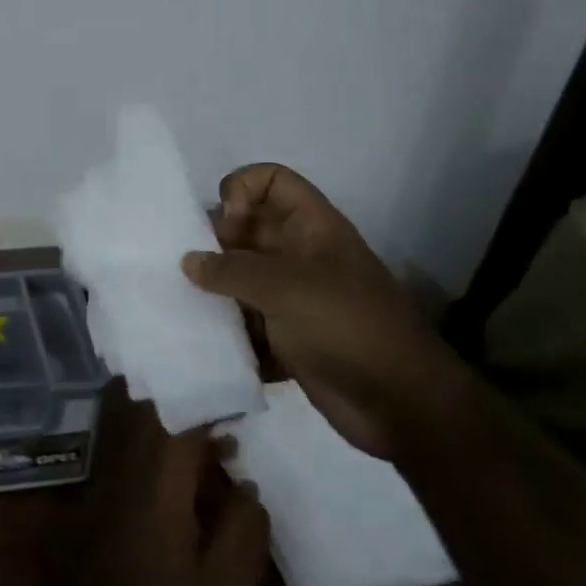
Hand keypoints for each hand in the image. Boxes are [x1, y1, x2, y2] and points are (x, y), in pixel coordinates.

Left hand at [48, 404, 269, 585]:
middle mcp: (126, 471)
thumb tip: (248, 486)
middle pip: (150, 414)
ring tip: (213, 433)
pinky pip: (126, 450)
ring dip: (169, 420)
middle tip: (224, 406)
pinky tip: (183, 467)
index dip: (209, 404)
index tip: (239, 400)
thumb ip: (242, 533)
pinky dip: (154, 443)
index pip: (180, 423)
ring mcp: (106, 482)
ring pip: (134, 428)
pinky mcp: (97, 499)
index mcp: (158, 486)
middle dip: (186, 402)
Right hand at [185, 163, 470, 460]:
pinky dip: (226, 331)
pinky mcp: (286, 338)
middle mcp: (299, 256)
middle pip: (247, 230)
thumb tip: (189, 262)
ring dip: (214, 291)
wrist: (400, 404)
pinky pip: (245, 323)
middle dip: (213, 244)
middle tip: (188, 270)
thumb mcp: (285, 286)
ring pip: (240, 279)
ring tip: (186, 306)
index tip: (224, 227)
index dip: (242, 190)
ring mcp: (293, 299)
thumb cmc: (345, 326)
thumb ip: (231, 269)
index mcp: (311, 228)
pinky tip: (205, 342)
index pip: (271, 181)